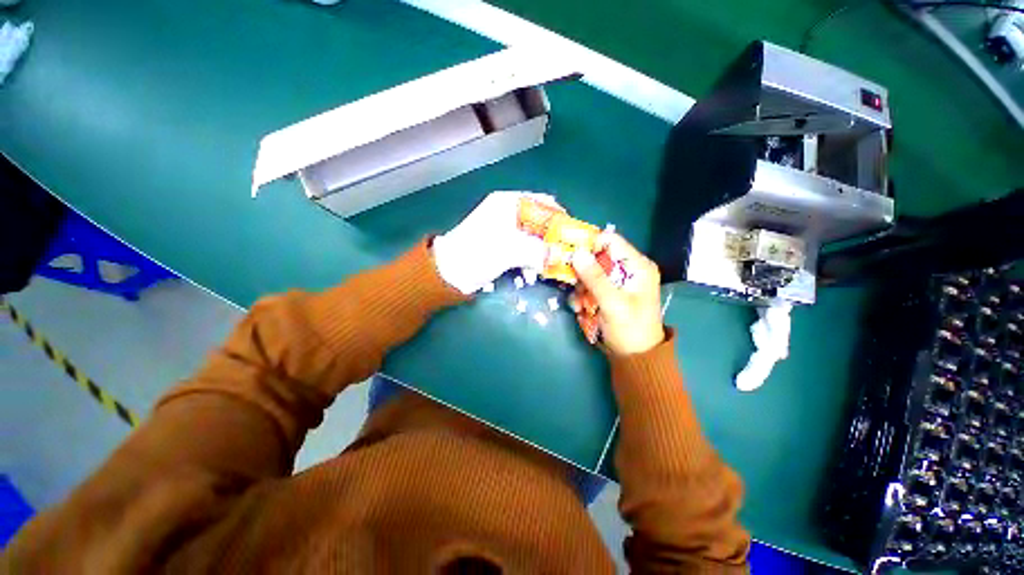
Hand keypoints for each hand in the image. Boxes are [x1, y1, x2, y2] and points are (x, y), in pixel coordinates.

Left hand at [433, 191, 559, 293]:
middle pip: (540, 220)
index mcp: (507, 203)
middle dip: (553, 237)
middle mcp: (508, 213)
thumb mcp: (508, 250)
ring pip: (534, 236)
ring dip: (544, 250)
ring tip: (552, 265)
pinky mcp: (503, 246)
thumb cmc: (476, 254)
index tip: (572, 232)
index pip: (541, 201)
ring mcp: (505, 230)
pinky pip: (525, 248)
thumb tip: (562, 255)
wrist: (448, 273)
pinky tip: (535, 271)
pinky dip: (532, 258)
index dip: (559, 215)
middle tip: (566, 252)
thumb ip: (537, 251)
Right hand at [570, 234, 664, 354]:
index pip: (611, 241)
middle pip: (598, 257)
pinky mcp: (610, 292)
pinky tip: (581, 308)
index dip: (589, 245)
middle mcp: (629, 269)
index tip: (570, 255)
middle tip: (573, 285)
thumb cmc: (630, 329)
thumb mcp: (612, 303)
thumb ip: (595, 277)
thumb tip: (577, 252)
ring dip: (581, 286)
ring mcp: (618, 281)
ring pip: (591, 272)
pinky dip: (583, 295)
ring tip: (579, 304)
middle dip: (582, 271)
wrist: (636, 357)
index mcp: (637, 266)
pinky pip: (591, 285)